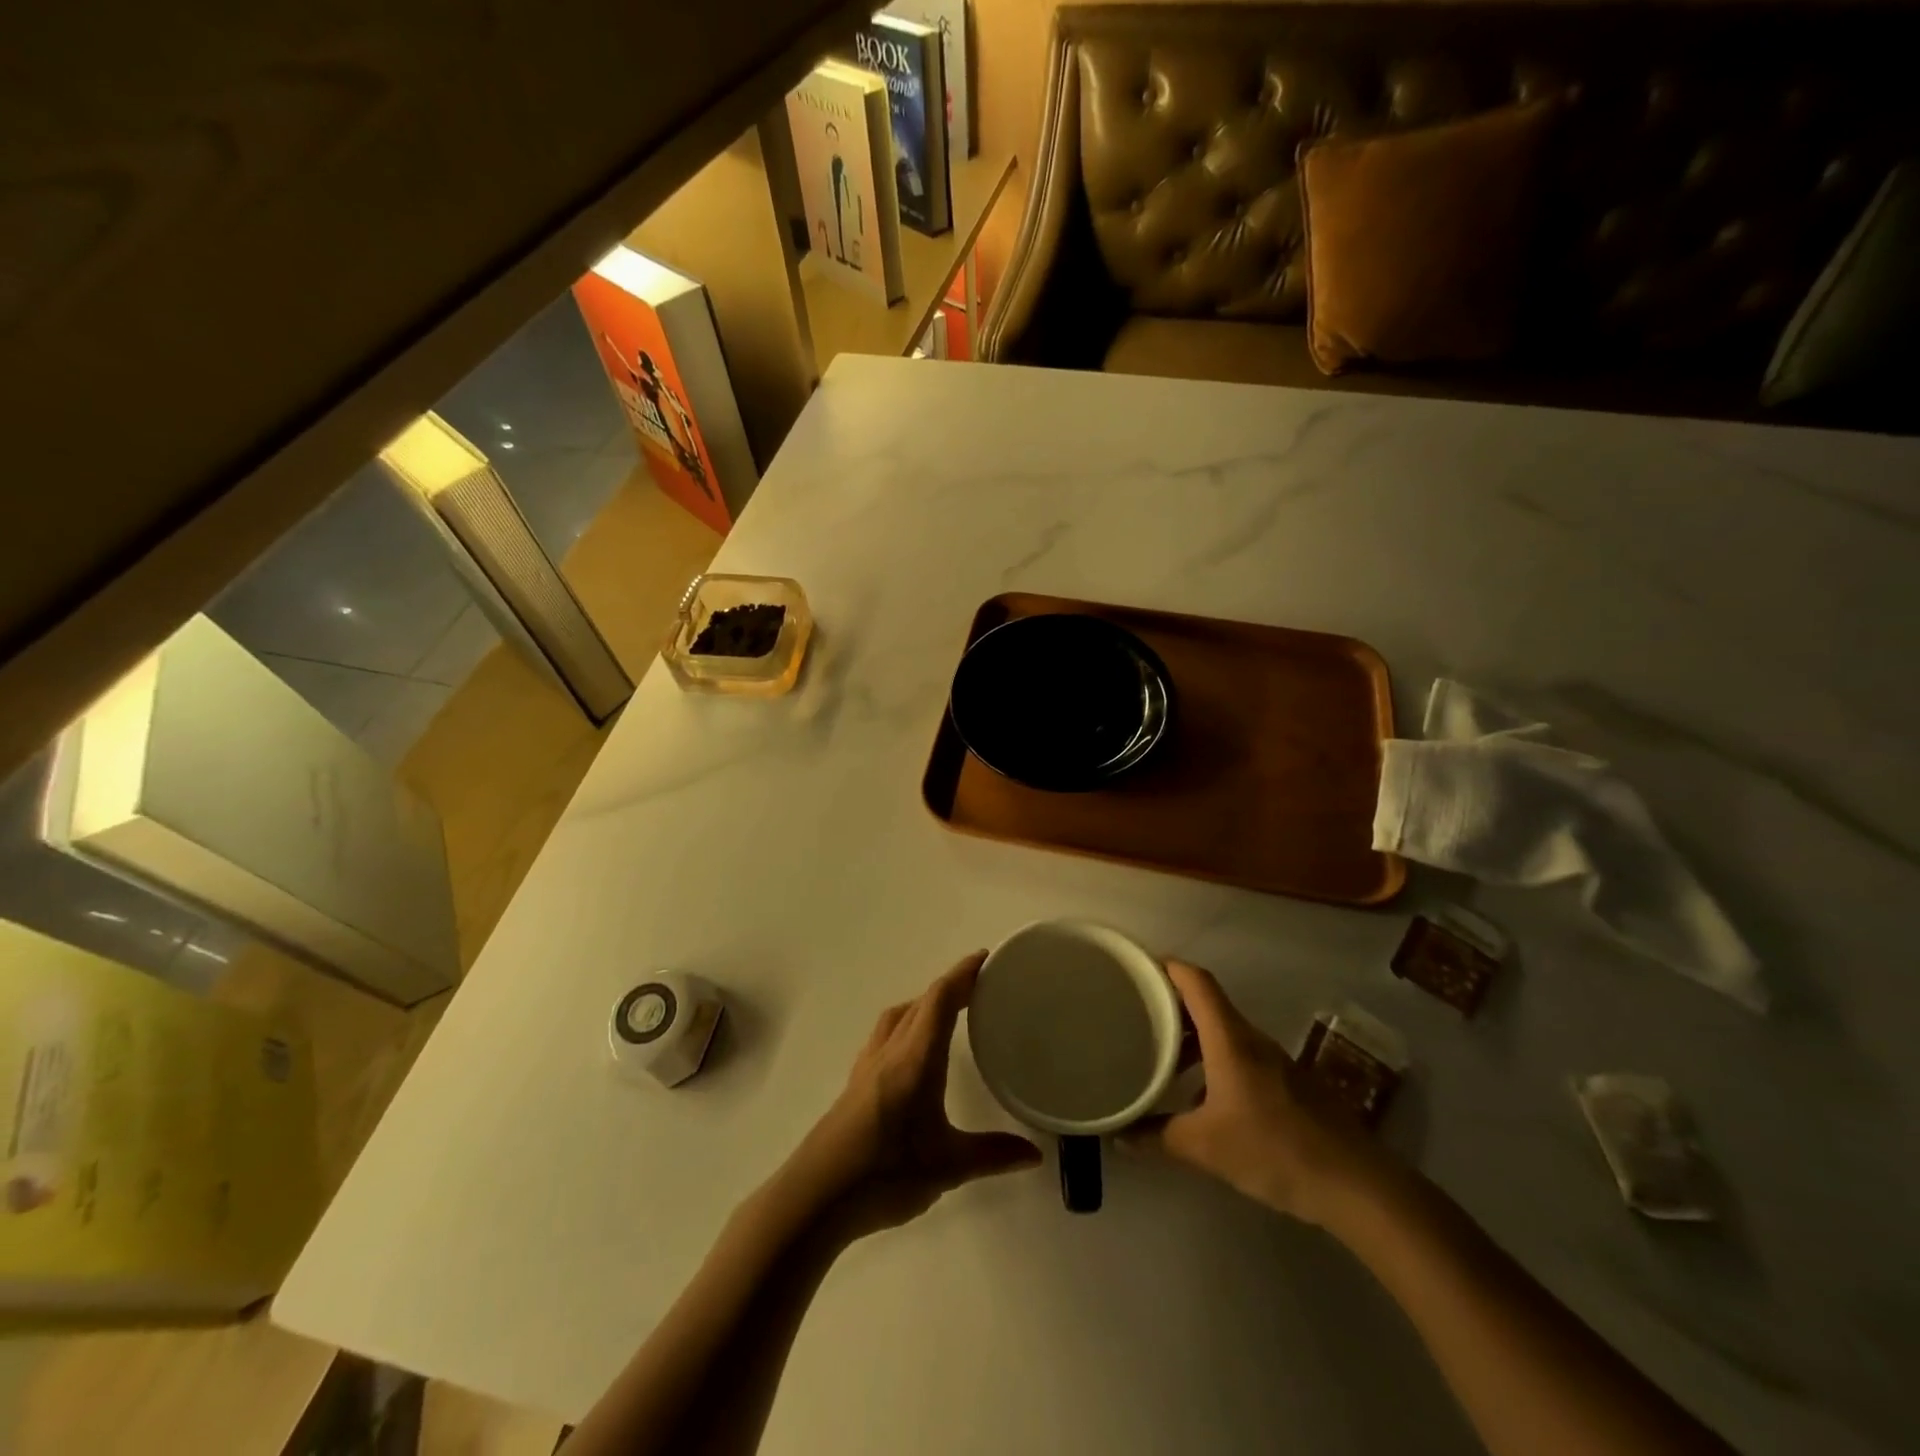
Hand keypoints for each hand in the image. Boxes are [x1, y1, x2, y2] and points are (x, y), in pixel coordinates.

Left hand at [788, 953, 1041, 1237]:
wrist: (815, 1196)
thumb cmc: (885, 1174)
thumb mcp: (948, 1167)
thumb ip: (992, 1155)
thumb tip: (1034, 1153)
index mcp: (915, 1058)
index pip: (940, 1000)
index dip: (962, 975)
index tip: (984, 959)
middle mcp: (890, 1051)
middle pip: (920, 1003)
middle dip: (949, 987)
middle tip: (978, 987)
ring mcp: (867, 1066)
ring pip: (898, 1017)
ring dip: (923, 1005)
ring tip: (946, 1014)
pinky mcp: (854, 1084)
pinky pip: (884, 1036)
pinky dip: (904, 1026)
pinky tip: (911, 1053)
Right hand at [1131, 960, 1385, 1225]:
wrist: (1356, 1184)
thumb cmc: (1274, 1150)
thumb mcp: (1205, 1147)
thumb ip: (1157, 1136)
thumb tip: (1119, 1134)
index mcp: (1230, 1039)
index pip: (1196, 981)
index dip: (1167, 966)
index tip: (1139, 968)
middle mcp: (1251, 1039)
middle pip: (1208, 1003)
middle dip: (1172, 1002)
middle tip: (1138, 1013)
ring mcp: (1274, 1061)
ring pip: (1224, 1031)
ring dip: (1193, 1035)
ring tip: (1162, 1054)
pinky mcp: (1288, 1084)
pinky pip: (1241, 1055)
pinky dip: (1214, 1060)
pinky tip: (1201, 1095)